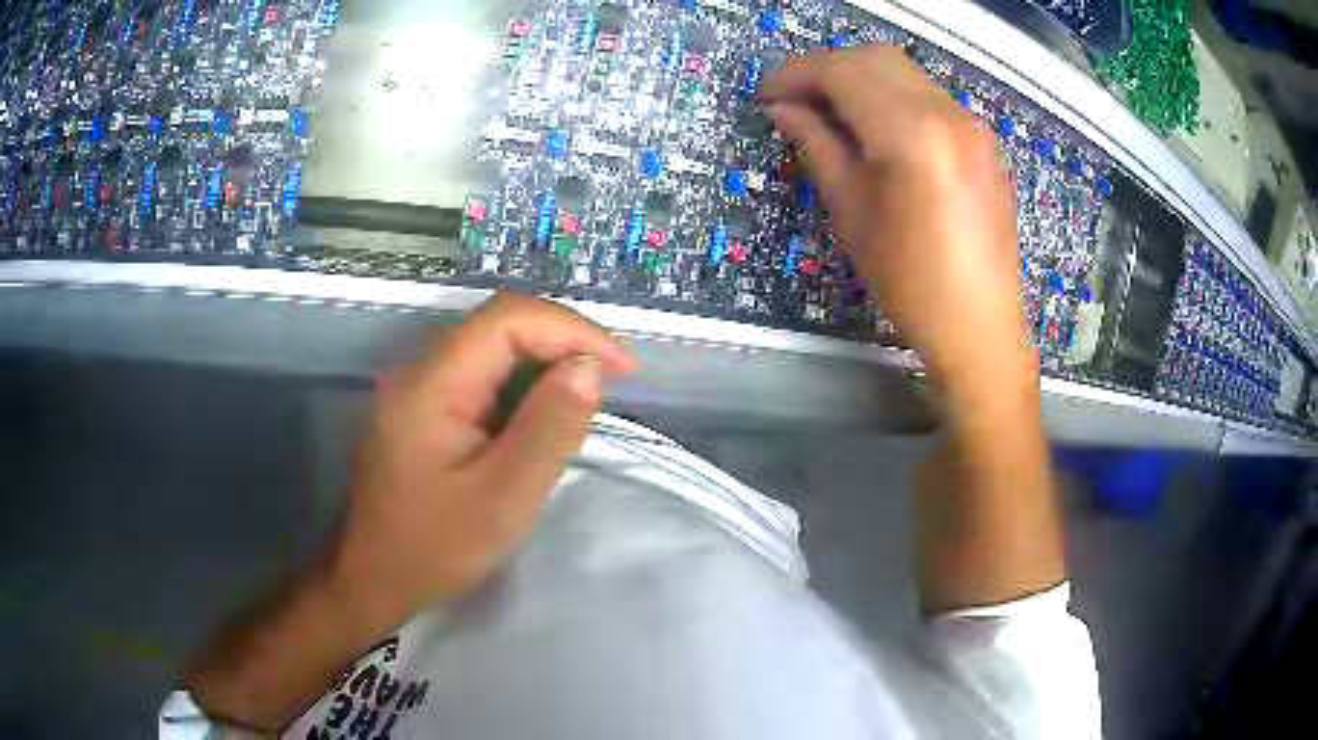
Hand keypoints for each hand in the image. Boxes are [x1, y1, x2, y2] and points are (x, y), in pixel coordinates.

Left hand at [333, 292, 636, 620]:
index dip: (571, 329)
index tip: (621, 369)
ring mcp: (421, 386)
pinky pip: (483, 376)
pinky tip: (543, 417)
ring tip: (586, 400)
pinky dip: (524, 386)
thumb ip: (548, 428)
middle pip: (501, 325)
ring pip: (495, 348)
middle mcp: (422, 369)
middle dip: (563, 343)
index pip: (507, 318)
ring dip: (546, 363)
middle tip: (610, 384)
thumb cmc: (435, 547)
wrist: (375, 577)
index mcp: (432, 384)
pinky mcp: (426, 406)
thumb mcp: (503, 498)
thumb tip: (590, 367)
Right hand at [763, 45, 1032, 398]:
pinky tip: (877, 130)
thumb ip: (817, 147)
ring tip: (832, 116)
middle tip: (796, 102)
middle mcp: (948, 114)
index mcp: (912, 134)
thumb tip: (784, 110)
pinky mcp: (983, 140)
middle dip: (827, 69)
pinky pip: (929, 96)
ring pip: (904, 72)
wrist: (980, 326)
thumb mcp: (852, 213)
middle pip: (875, 59)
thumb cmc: (910, 283)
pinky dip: (893, 96)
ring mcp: (972, 125)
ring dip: (860, 80)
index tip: (767, 94)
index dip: (796, 74)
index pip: (842, 72)